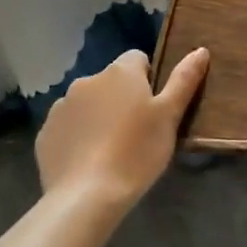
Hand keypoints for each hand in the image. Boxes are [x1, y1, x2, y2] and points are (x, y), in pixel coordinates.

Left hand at [35, 48, 208, 215]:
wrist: (86, 196)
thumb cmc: (137, 152)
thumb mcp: (170, 116)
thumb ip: (184, 79)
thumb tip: (200, 50)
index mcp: (120, 72)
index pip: (138, 59)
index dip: (149, 80)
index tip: (154, 108)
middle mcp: (88, 80)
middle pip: (111, 81)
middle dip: (122, 98)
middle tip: (137, 131)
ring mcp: (62, 106)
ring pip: (88, 103)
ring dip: (99, 115)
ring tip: (111, 149)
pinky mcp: (45, 133)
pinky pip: (68, 126)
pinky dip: (78, 136)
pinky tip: (88, 160)